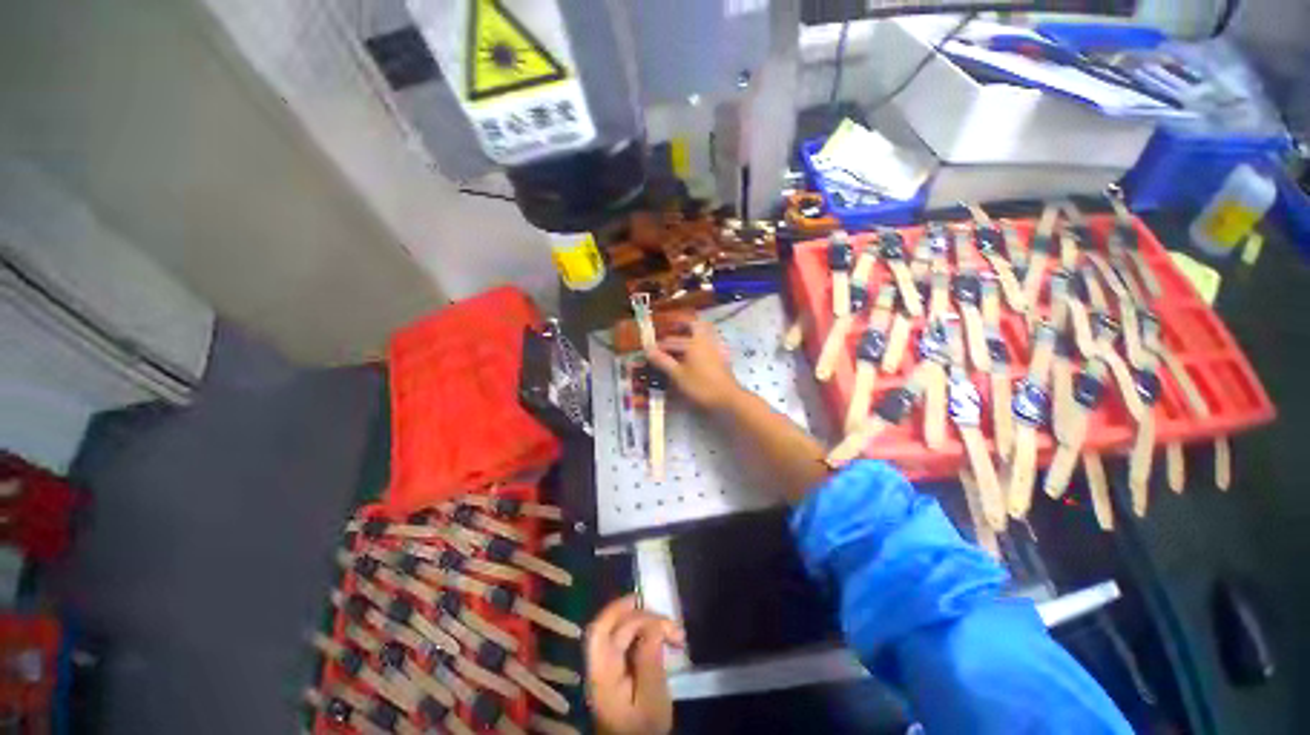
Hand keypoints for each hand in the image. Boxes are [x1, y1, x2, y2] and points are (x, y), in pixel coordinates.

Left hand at [586, 595, 684, 734]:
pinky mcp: (618, 670)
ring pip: (623, 632)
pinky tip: (664, 640)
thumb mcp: (651, 701)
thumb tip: (653, 625)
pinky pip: (629, 642)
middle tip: (670, 624)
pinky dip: (647, 635)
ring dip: (648, 625)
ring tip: (675, 634)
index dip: (616, 609)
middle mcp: (600, 665)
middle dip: (643, 617)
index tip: (640, 599)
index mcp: (602, 673)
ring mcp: (608, 667)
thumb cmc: (644, 731)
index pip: (600, 632)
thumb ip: (649, 661)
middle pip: (614, 627)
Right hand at [645, 317, 740, 409]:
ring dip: (694, 330)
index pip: (671, 341)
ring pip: (705, 331)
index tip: (650, 350)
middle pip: (693, 326)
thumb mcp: (678, 375)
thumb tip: (647, 349)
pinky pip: (711, 340)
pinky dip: (703, 339)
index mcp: (693, 343)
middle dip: (682, 325)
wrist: (728, 398)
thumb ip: (663, 361)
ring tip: (685, 335)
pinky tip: (699, 349)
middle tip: (672, 327)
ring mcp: (716, 347)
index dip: (659, 346)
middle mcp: (705, 341)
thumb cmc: (701, 386)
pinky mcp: (722, 356)